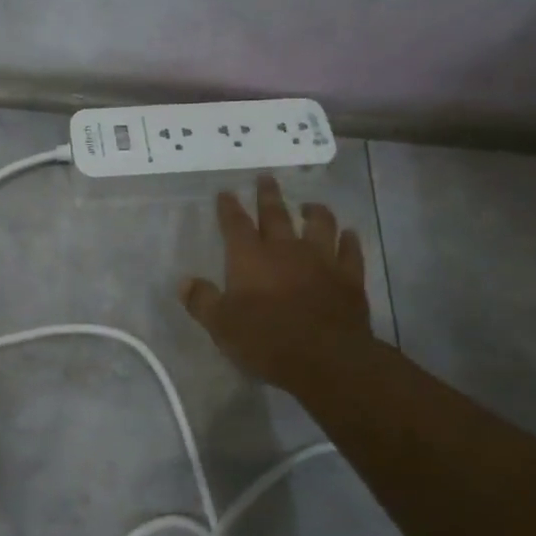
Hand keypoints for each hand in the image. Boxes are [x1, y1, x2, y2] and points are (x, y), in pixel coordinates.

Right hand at [180, 176, 373, 390]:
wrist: (325, 357)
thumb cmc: (265, 339)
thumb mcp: (221, 325)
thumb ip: (202, 301)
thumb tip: (184, 282)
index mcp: (250, 257)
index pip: (235, 223)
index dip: (229, 207)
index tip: (226, 192)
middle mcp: (285, 249)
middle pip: (276, 214)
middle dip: (268, 195)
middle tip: (266, 178)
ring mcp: (321, 260)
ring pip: (319, 224)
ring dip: (314, 212)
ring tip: (310, 205)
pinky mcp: (349, 277)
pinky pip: (351, 251)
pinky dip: (350, 241)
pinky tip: (349, 235)